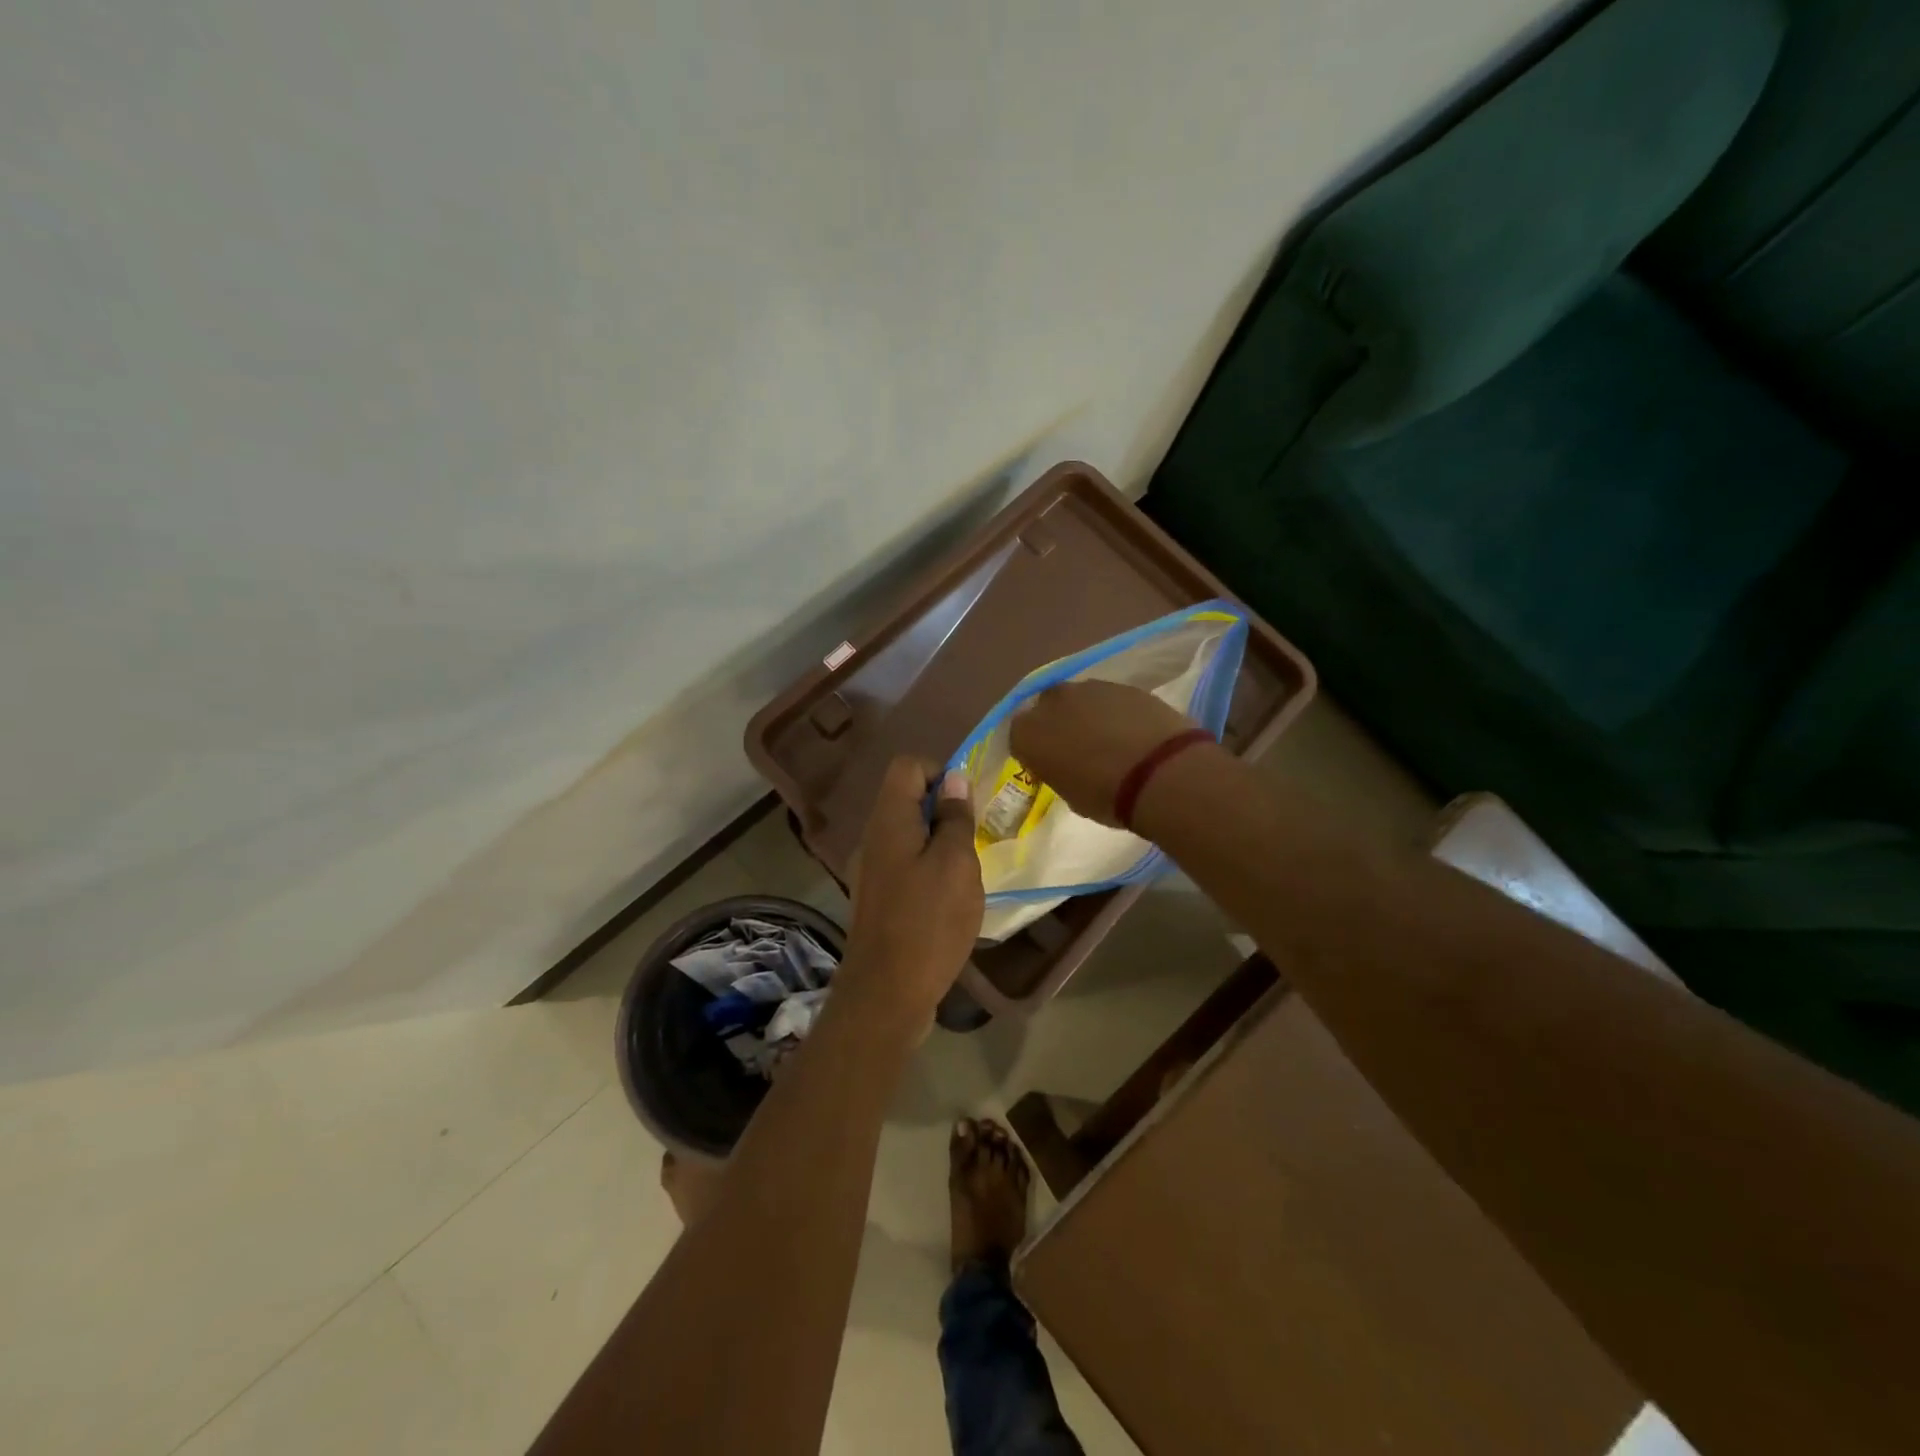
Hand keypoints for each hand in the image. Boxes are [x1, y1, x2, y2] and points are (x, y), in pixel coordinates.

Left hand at [839, 756, 983, 1023]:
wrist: (886, 993)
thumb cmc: (928, 922)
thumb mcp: (955, 864)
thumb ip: (954, 818)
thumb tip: (953, 778)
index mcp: (889, 820)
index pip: (908, 766)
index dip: (940, 773)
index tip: (965, 806)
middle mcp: (873, 837)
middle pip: (906, 799)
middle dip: (944, 811)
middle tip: (973, 840)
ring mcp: (871, 870)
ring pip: (908, 834)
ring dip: (939, 842)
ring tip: (966, 872)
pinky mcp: (877, 898)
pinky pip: (905, 864)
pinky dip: (928, 869)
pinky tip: (949, 899)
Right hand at [1009, 681, 1198, 826]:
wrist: (1160, 772)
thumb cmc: (1106, 796)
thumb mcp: (1070, 795)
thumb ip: (1059, 771)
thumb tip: (1067, 766)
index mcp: (1028, 733)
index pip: (1019, 737)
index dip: (1034, 751)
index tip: (1049, 765)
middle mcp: (1051, 701)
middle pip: (1047, 709)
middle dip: (1058, 724)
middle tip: (1077, 748)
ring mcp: (1089, 688)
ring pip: (1080, 700)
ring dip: (1087, 715)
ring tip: (1109, 740)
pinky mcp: (1123, 685)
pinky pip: (1110, 699)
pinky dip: (1116, 712)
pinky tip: (1132, 731)